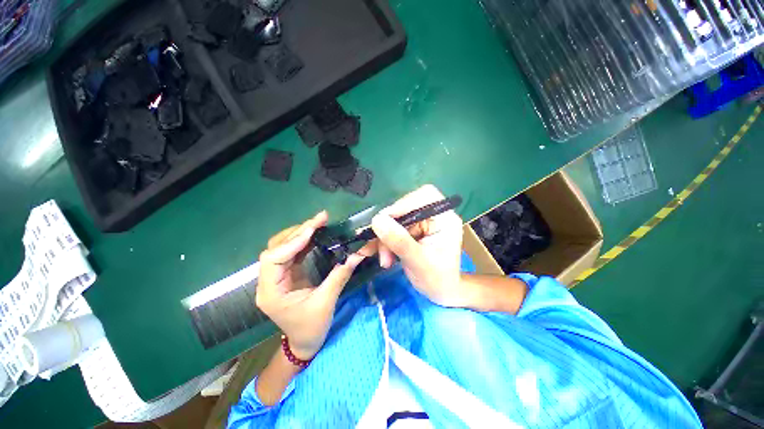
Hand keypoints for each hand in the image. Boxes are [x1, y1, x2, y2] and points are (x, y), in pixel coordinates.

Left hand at [257, 212, 363, 359]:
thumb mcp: (326, 303)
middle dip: (298, 232)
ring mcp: (276, 277)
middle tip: (320, 220)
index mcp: (271, 293)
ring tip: (319, 223)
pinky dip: (303, 241)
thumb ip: (339, 275)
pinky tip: (315, 234)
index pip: (273, 259)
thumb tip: (357, 254)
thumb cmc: (311, 328)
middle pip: (276, 248)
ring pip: (282, 247)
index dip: (292, 241)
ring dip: (300, 233)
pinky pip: (291, 253)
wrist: (304, 343)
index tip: (313, 228)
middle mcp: (268, 282)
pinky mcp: (285, 275)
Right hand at [367, 185, 467, 306]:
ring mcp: (422, 224)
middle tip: (379, 248)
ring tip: (384, 260)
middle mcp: (433, 216)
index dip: (404, 203)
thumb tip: (377, 220)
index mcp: (445, 218)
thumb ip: (399, 240)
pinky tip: (382, 257)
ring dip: (385, 240)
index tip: (384, 219)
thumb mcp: (417, 261)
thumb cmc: (438, 279)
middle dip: (390, 229)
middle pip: (405, 209)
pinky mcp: (413, 231)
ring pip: (396, 221)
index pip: (425, 195)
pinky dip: (385, 243)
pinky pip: (393, 230)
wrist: (441, 293)